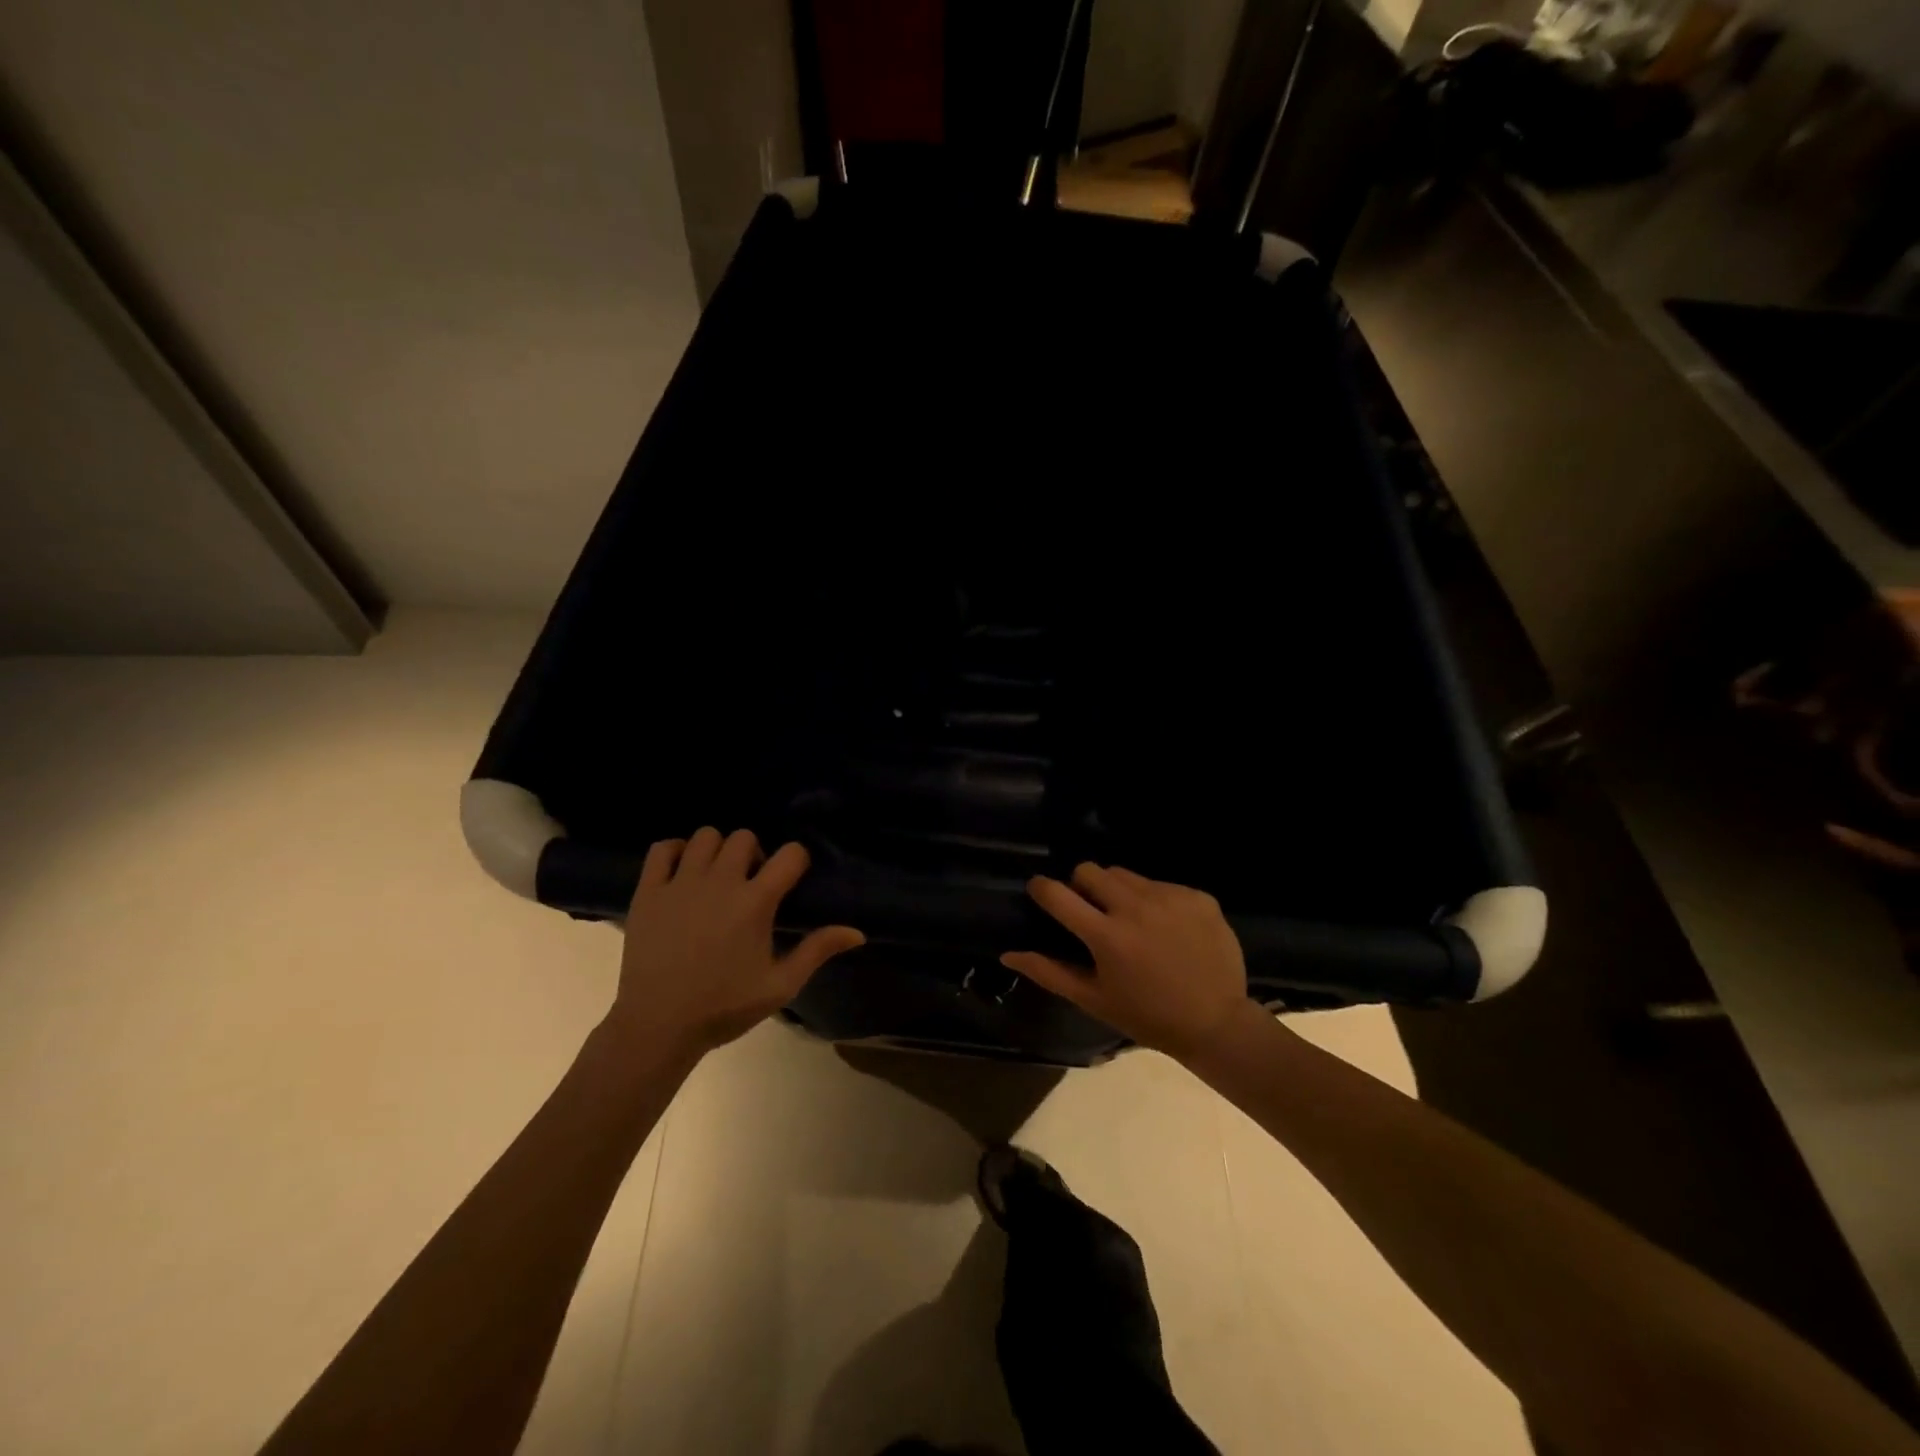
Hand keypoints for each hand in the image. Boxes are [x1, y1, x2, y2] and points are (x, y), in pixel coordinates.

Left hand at [610, 828, 863, 1056]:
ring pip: (705, 836)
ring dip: (717, 851)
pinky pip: (662, 848)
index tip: (790, 880)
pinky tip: (682, 874)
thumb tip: (857, 932)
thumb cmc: (724, 1007)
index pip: (790, 854)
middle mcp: (720, 882)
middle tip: (750, 883)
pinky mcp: (648, 890)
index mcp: (755, 902)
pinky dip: (675, 852)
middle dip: (754, 854)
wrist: (657, 1026)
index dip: (796, 861)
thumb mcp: (780, 985)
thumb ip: (817, 951)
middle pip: (744, 837)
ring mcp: (680, 883)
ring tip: (715, 878)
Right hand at [1002, 864, 1257, 1061]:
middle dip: (1081, 885)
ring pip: (1126, 874)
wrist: (1217, 1023)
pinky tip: (1166, 927)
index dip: (1041, 888)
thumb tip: (1007, 954)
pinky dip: (1155, 900)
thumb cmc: (1147, 1016)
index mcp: (1106, 936)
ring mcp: (1170, 897)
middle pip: (1090, 870)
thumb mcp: (1094, 999)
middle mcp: (1136, 907)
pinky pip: (1161, 884)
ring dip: (1118, 890)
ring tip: (1130, 919)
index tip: (1041, 892)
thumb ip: (1049, 971)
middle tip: (1091, 911)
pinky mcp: (1197, 896)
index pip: (1057, 894)